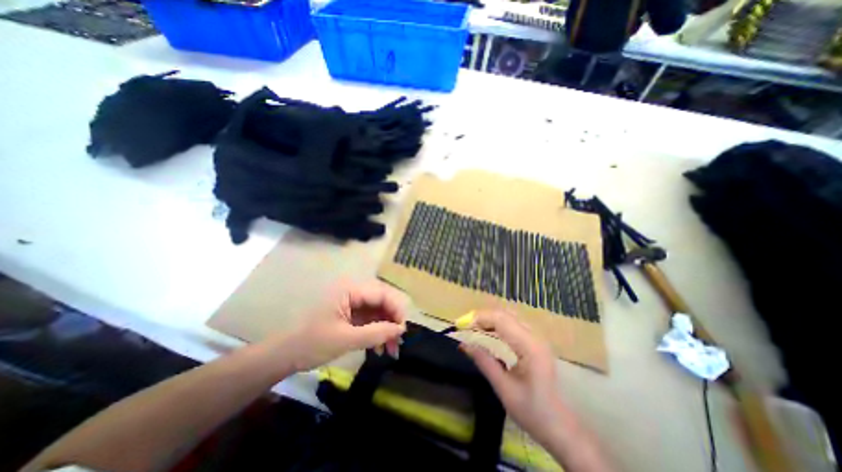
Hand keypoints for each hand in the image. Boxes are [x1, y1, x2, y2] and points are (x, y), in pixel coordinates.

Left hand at [273, 282, 403, 374]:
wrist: (283, 356)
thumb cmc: (311, 344)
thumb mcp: (346, 339)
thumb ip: (376, 333)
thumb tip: (401, 329)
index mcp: (350, 289)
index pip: (382, 293)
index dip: (396, 309)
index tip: (403, 330)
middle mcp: (353, 291)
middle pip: (382, 300)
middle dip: (392, 320)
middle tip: (399, 342)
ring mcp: (351, 302)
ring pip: (377, 310)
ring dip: (386, 328)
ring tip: (391, 350)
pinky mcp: (349, 314)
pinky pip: (369, 318)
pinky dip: (376, 331)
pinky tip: (379, 347)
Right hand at [457, 309, 567, 445]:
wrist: (559, 425)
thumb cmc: (532, 411)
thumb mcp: (503, 388)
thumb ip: (484, 362)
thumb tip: (463, 344)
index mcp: (529, 347)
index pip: (501, 320)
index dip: (479, 318)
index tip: (460, 325)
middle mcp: (534, 336)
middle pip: (504, 315)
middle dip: (482, 317)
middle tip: (464, 327)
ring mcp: (536, 337)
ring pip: (508, 317)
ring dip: (489, 319)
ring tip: (473, 329)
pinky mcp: (535, 341)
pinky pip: (513, 324)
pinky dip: (497, 325)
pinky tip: (487, 333)